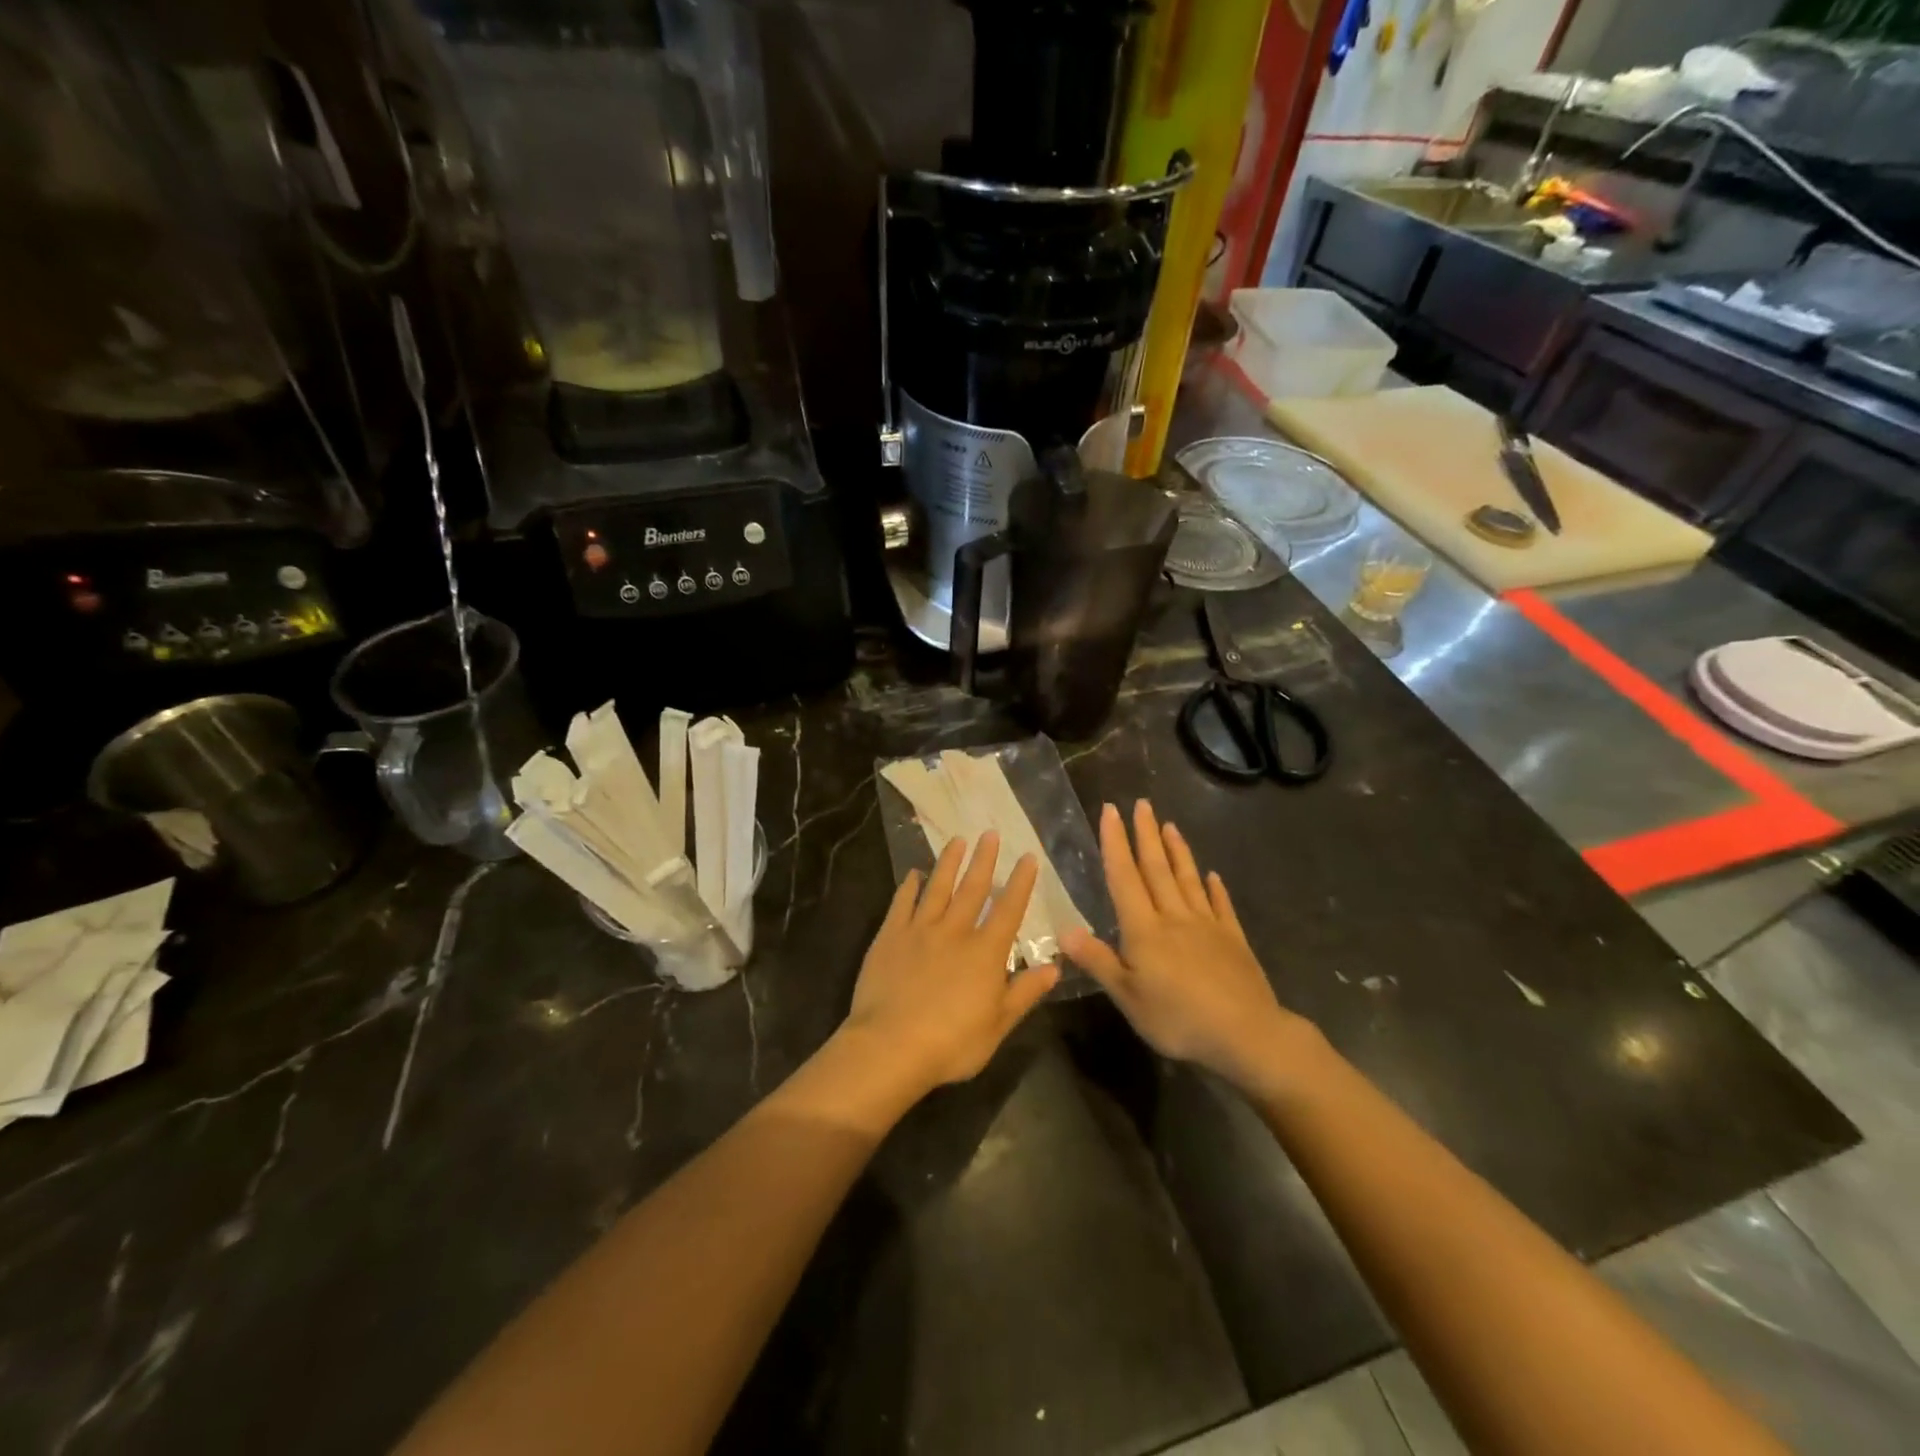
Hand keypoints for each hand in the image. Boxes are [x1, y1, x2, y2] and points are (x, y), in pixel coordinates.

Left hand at [844, 832, 1059, 1092]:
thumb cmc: (952, 1043)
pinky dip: (909, 886)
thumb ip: (1024, 993)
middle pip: (972, 888)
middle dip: (984, 860)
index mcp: (985, 952)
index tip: (1027, 857)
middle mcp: (955, 931)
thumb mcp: (999, 1025)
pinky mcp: (890, 936)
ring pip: (937, 888)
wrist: (890, 1045)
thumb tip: (1054, 966)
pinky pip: (902, 903)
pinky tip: (913, 874)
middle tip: (989, 832)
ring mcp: (919, 930)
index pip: (1008, 909)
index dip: (1020, 882)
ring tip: (957, 840)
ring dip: (949, 863)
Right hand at [1064, 801, 1312, 1097]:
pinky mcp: (1233, 939)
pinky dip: (1215, 888)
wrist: (1246, 1034)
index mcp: (1145, 930)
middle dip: (1146, 834)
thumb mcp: (1128, 997)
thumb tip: (1063, 929)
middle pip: (1157, 869)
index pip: (1124, 877)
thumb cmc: (1179, 1019)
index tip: (1110, 811)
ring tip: (1170, 825)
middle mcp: (1174, 917)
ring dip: (1177, 851)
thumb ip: (1098, 961)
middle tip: (1141, 803)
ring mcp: (1207, 926)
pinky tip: (1213, 875)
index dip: (1115, 843)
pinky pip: (1221, 906)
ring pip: (1188, 879)